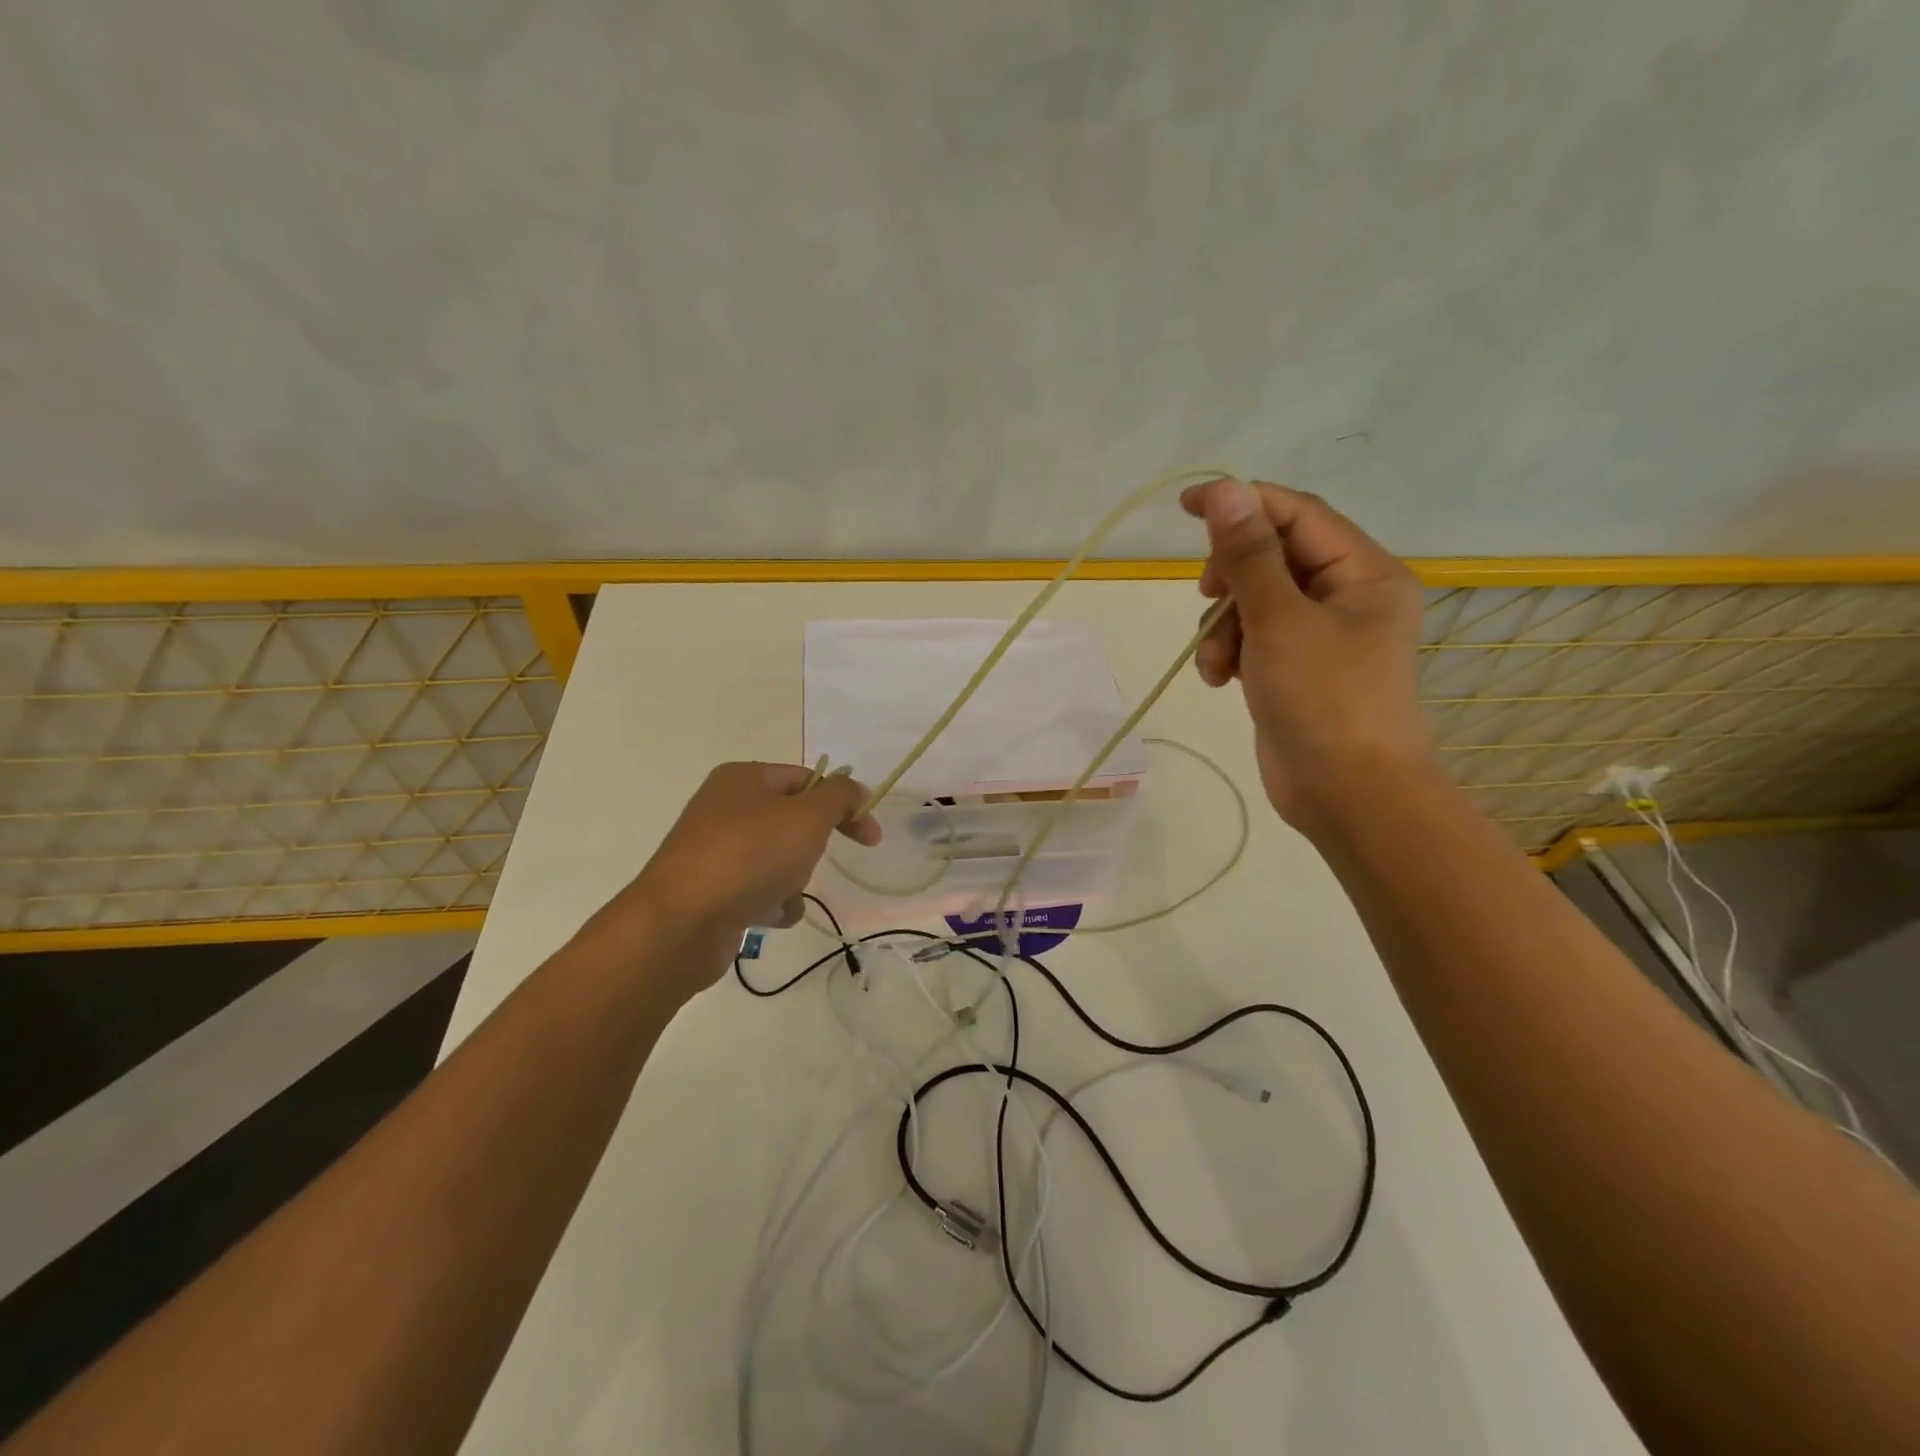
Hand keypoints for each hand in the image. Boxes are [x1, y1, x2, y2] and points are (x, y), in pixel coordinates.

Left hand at [591, 763, 880, 991]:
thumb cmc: (750, 856)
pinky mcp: (711, 889)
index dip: (844, 803)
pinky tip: (766, 915)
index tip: (870, 836)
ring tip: (781, 893)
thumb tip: (854, 789)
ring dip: (793, 879)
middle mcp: (725, 807)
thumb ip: (840, 796)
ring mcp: (714, 850)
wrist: (681, 923)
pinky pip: (759, 889)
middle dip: (810, 847)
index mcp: (744, 778)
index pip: (808, 780)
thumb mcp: (808, 816)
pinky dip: (772, 902)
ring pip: (779, 858)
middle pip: (793, 821)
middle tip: (811, 862)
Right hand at [1181, 478, 1433, 834]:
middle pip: (1273, 557)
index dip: (1242, 501)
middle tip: (1208, 596)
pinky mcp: (1295, 668)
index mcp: (1363, 572)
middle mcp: (1346, 596)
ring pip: (1254, 601)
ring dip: (1223, 624)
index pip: (1297, 514)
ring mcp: (1320, 635)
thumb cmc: (1325, 700)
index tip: (1186, 505)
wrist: (1348, 795)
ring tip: (1217, 661)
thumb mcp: (1280, 621)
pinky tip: (1220, 679)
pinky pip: (1253, 638)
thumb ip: (1249, 555)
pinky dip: (1230, 652)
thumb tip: (1225, 490)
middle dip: (1231, 578)